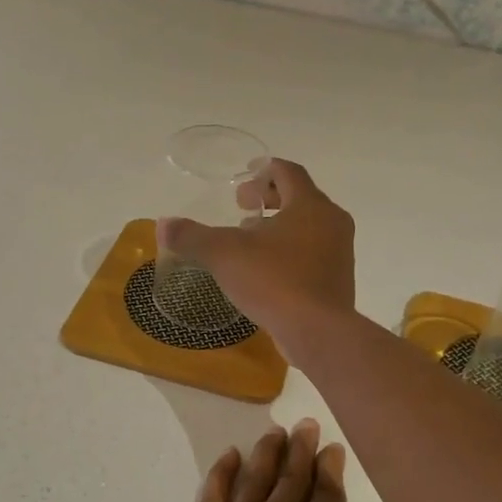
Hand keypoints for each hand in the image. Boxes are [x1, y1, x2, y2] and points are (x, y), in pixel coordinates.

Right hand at [156, 160, 354, 354]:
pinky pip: (312, 253)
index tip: (244, 176)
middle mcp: (331, 222)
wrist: (318, 332)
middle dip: (269, 199)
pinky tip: (266, 271)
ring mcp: (339, 252)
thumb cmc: (274, 281)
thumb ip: (192, 237)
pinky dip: (290, 251)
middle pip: (300, 198)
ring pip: (308, 227)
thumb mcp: (224, 255)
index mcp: (310, 205)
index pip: (289, 172)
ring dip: (279, 227)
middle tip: (241, 207)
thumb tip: (163, 225)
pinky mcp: (337, 280)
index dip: (264, 170)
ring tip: (249, 240)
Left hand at [156, 421, 400, 501]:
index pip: (327, 494)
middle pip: (292, 476)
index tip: (333, 448)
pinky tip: (229, 456)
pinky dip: (222, 470)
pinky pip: (214, 492)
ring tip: (274, 431)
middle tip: (305, 423)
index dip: (332, 469)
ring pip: (254, 476)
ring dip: (266, 452)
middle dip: (301, 449)